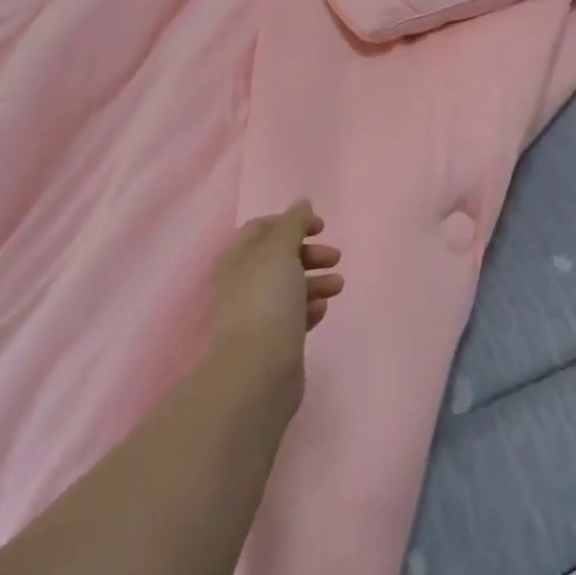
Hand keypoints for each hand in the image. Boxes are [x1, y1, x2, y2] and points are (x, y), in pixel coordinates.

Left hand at [209, 202, 343, 382]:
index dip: (291, 222)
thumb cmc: (266, 300)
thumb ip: (293, 223)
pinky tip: (324, 308)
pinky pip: (292, 316)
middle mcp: (241, 284)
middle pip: (278, 258)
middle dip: (308, 253)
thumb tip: (302, 203)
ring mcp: (254, 314)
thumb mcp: (280, 250)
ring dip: (315, 280)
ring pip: (288, 287)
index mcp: (237, 258)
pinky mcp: (270, 341)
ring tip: (338, 285)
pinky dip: (309, 307)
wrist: (257, 371)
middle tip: (335, 257)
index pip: (260, 228)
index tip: (321, 226)